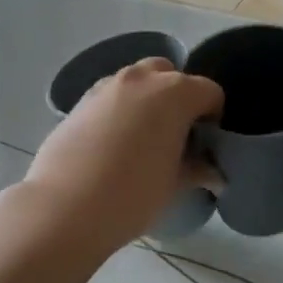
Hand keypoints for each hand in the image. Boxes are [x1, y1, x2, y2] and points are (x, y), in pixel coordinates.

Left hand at [23, 59, 222, 251]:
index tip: (204, 145)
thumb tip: (216, 176)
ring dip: (147, 102)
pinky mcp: (79, 102)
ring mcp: (106, 86)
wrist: (66, 207)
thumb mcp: (175, 185)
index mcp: (175, 93)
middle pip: (170, 75)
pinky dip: (119, 111)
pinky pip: (110, 97)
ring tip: (142, 141)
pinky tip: (113, 146)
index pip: (210, 92)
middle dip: (178, 99)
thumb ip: (198, 171)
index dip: (213, 118)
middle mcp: (142, 79)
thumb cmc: (134, 194)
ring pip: (137, 82)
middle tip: (175, 136)